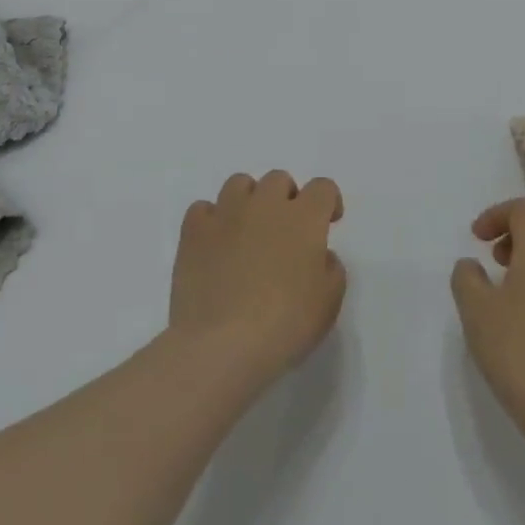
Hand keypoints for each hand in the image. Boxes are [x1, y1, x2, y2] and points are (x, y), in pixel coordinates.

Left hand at [169, 171, 346, 398]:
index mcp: (304, 217)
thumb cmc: (285, 324)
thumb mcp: (329, 302)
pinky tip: (215, 243)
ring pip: (239, 183)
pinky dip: (211, 220)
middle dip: (287, 199)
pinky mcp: (193, 232)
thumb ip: (331, 268)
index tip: (328, 223)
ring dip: (249, 200)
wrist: (222, 345)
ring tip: (248, 231)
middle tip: (286, 232)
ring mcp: (226, 214)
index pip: (322, 187)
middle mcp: (265, 204)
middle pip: (279, 180)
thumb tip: (319, 256)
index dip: (329, 201)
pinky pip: (202, 209)